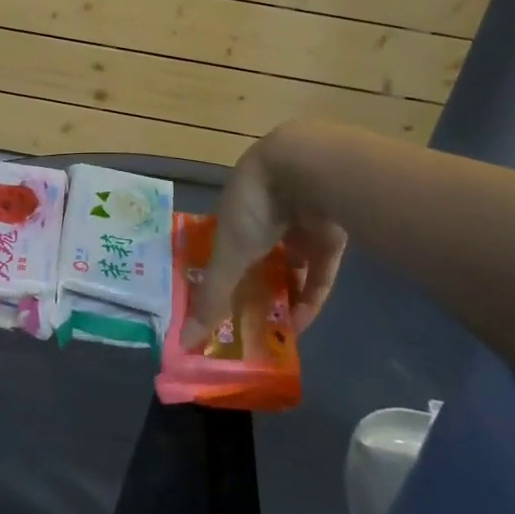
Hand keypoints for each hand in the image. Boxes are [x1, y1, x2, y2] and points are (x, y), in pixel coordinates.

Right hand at [189, 124, 346, 346]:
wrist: (310, 172)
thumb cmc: (255, 206)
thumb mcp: (230, 254)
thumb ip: (213, 297)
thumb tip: (184, 342)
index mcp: (236, 209)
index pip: (224, 245)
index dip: (220, 274)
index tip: (215, 306)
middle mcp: (267, 215)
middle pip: (258, 257)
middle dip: (253, 289)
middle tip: (245, 326)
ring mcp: (301, 225)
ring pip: (290, 265)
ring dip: (283, 296)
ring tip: (273, 331)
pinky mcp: (330, 236)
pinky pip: (318, 272)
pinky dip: (309, 297)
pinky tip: (300, 325)